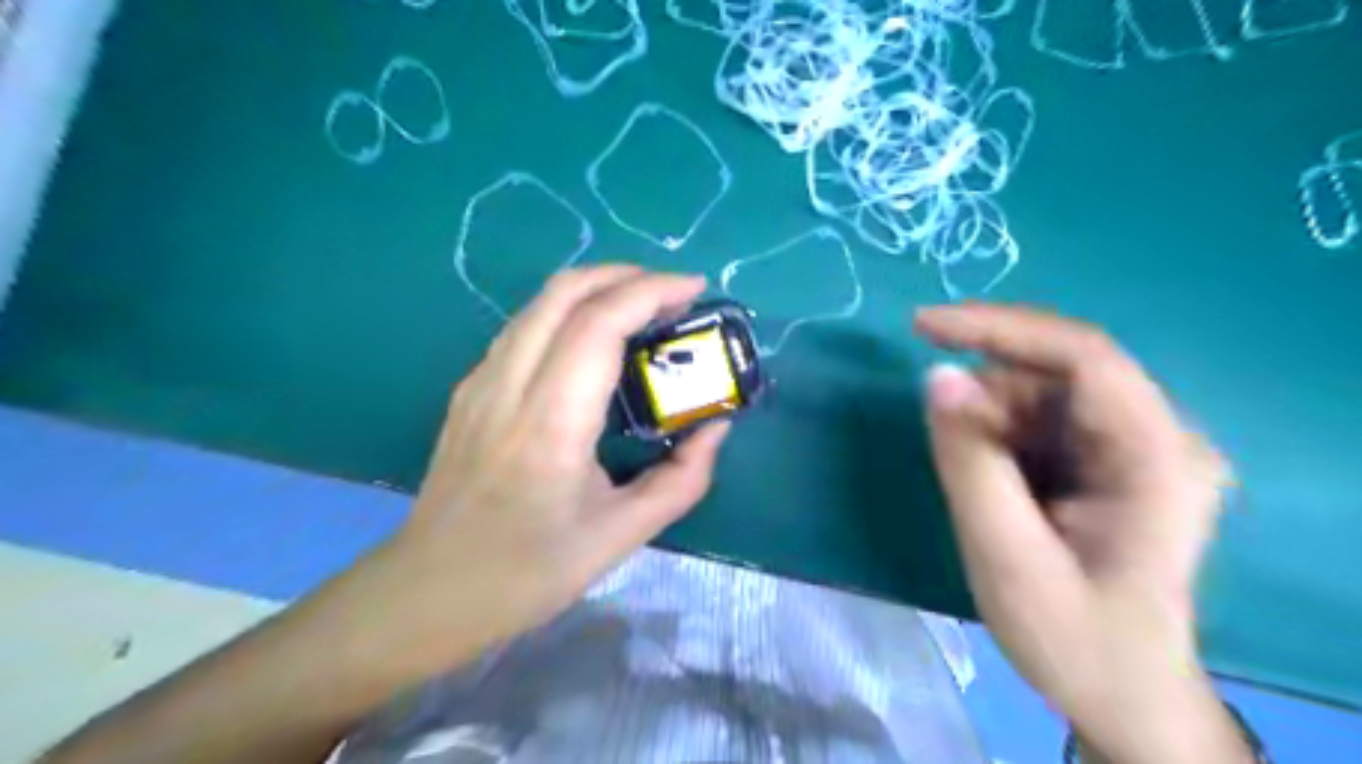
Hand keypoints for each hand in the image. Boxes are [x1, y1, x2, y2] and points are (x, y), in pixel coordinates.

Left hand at [356, 268, 727, 680]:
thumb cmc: (525, 573)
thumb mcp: (620, 536)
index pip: (598, 324)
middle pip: (564, 292)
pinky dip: (569, 312)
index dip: (651, 291)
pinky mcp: (470, 391)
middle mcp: (508, 386)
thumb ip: (682, 479)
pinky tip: (595, 341)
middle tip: (675, 294)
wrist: (427, 594)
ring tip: (643, 309)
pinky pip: (524, 328)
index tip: (696, 289)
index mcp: (550, 423)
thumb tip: (716, 428)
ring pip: (539, 303)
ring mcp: (481, 383)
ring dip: (596, 289)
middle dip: (627, 275)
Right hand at [919, 304, 1248, 763]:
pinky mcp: (1111, 459)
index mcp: (1156, 458)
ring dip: (991, 421)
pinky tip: (997, 484)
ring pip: (1043, 393)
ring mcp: (1137, 446)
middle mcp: (1159, 436)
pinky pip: (1041, 419)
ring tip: (980, 486)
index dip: (1000, 327)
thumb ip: (969, 461)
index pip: (1083, 355)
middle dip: (988, 395)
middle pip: (1058, 373)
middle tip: (945, 444)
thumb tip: (936, 376)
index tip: (921, 326)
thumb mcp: (1005, 556)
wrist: (1121, 696)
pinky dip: (1000, 437)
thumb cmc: (1073, 640)